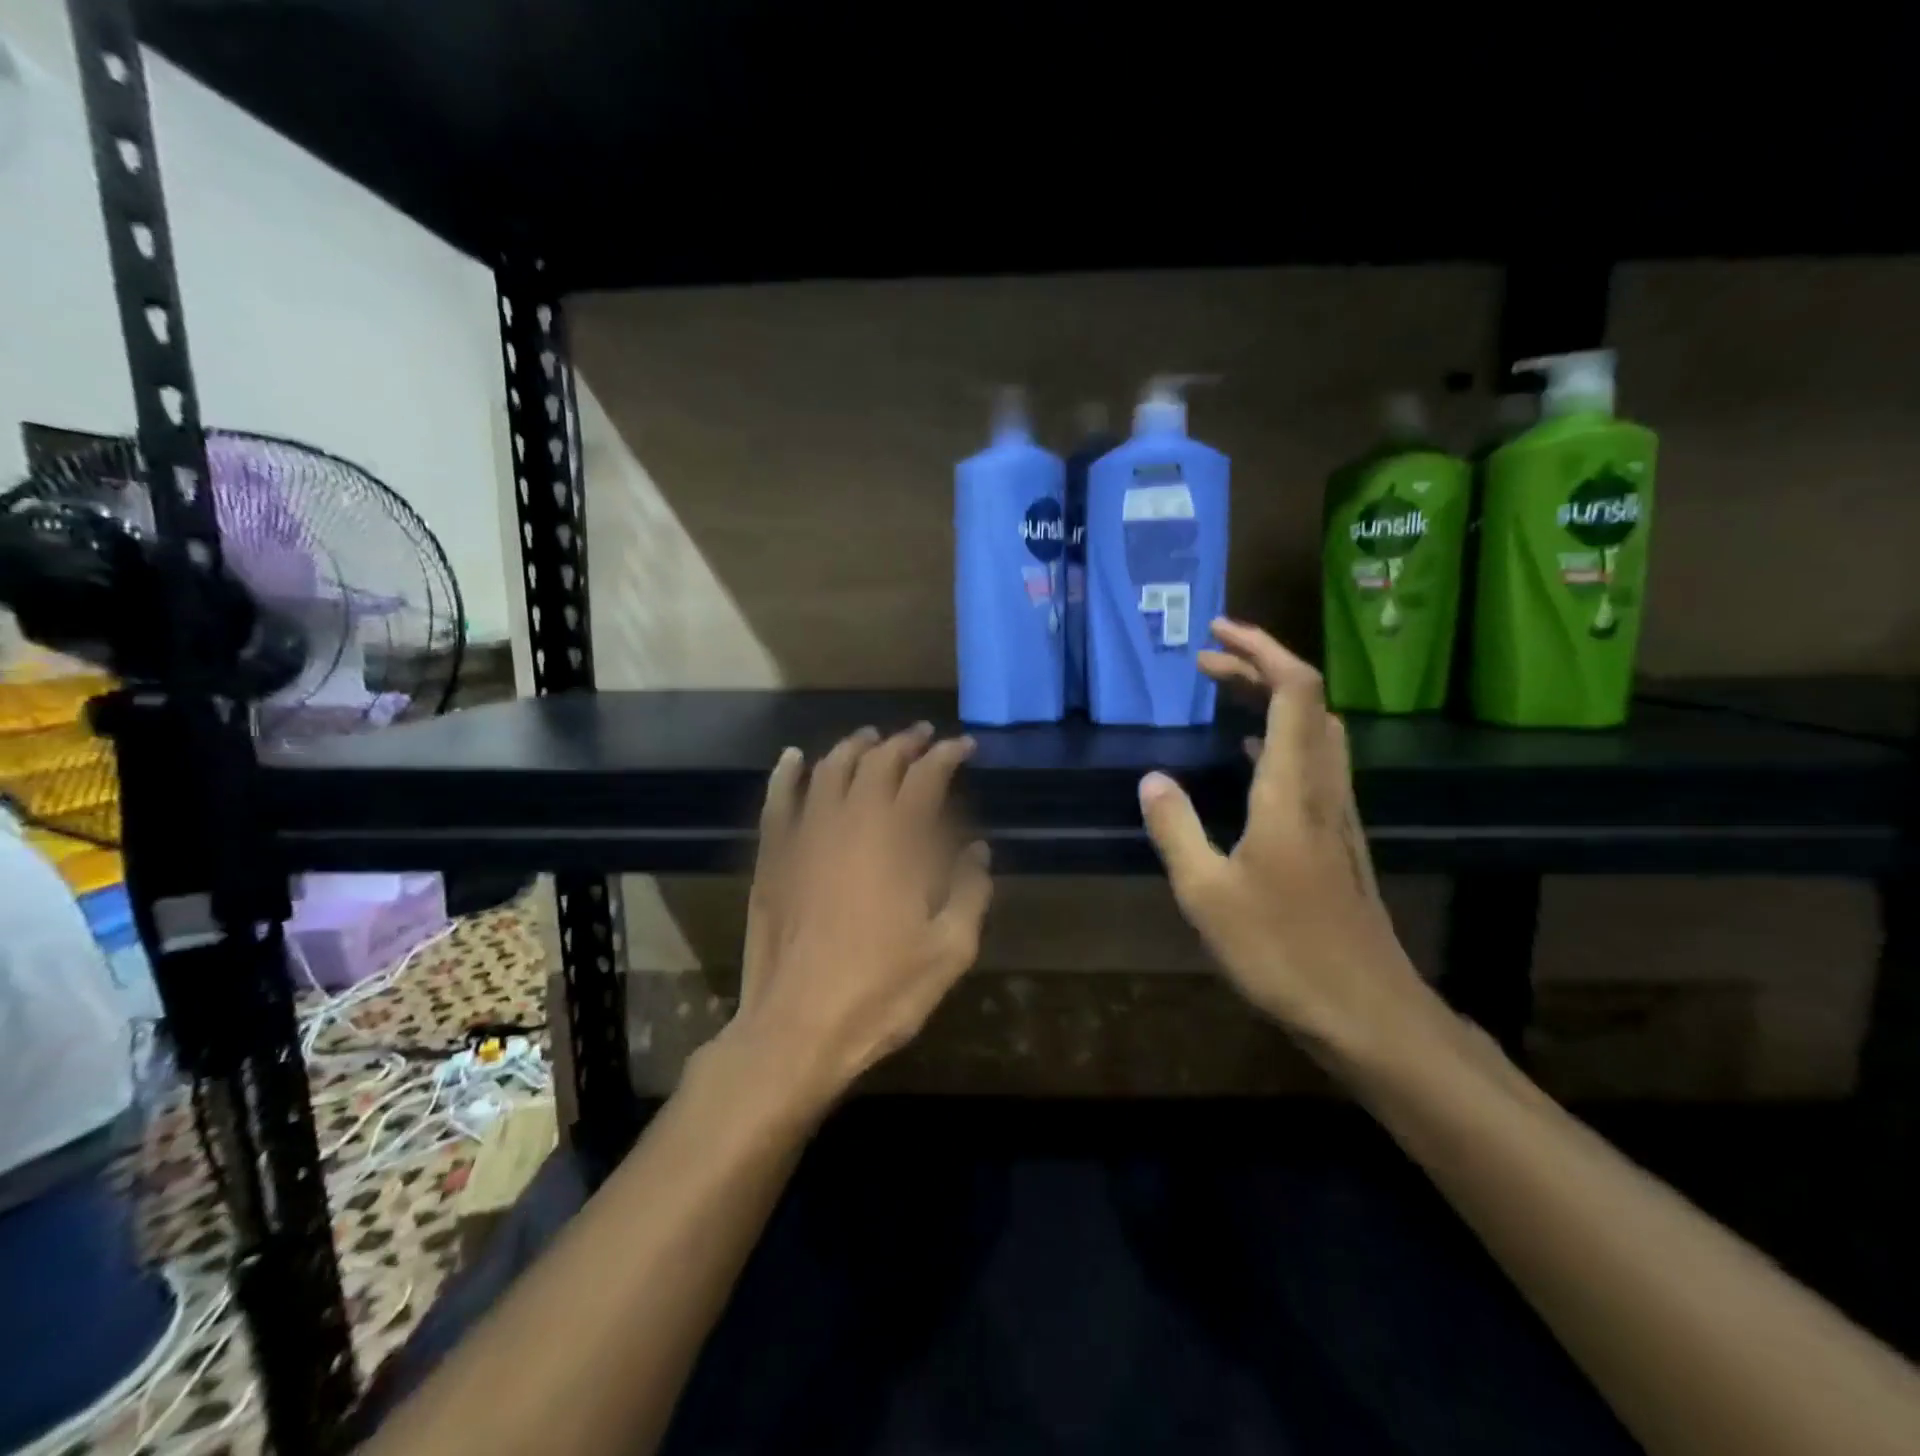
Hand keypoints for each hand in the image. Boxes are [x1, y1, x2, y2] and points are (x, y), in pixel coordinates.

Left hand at [724, 723, 992, 1105]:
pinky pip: (777, 801)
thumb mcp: (949, 951)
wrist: (796, 1029)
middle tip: (921, 736)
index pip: (925, 777)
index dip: (946, 755)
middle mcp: (850, 823)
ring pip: (828, 771)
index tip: (963, 746)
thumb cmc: (881, 993)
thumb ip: (970, 892)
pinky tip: (793, 758)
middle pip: (877, 763)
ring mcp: (804, 837)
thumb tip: (977, 851)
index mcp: (897, 841)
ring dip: (853, 747)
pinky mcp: (772, 858)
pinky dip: (787, 774)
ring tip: (871, 738)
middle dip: (903, 743)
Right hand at [1139, 619, 1441, 1061]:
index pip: (1293, 691)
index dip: (1260, 650)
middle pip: (1307, 701)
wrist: (1365, 1011)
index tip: (1217, 632)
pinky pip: (1314, 763)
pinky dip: (1281, 737)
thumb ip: (1176, 828)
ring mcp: (1337, 813)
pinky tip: (1251, 757)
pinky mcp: (1338, 838)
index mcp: (1290, 790)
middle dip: (1259, 666)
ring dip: (1273, 699)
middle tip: (1207, 660)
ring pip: (1315, 729)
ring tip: (1225, 692)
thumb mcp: (1206, 893)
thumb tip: (1152, 779)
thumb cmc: (1281, 951)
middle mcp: (1322, 788)